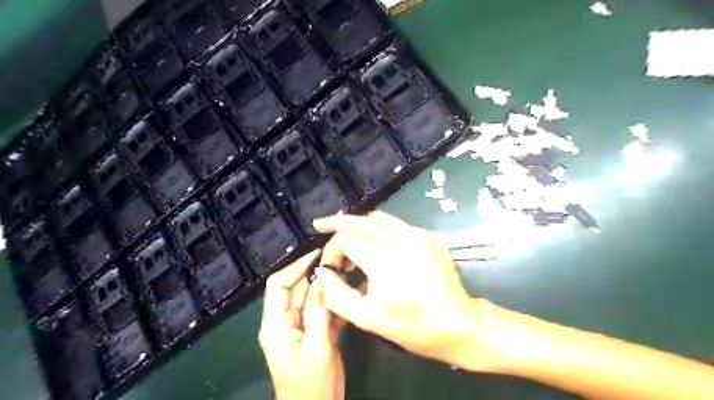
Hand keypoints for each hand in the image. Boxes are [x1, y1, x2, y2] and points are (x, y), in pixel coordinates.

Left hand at [261, 250, 345, 399]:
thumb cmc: (312, 384)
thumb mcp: (317, 346)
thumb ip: (318, 311)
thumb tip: (320, 278)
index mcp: (276, 324)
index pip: (278, 285)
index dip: (295, 266)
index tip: (318, 255)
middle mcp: (284, 322)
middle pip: (296, 289)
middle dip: (315, 276)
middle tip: (339, 264)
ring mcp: (298, 328)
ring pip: (310, 299)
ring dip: (326, 289)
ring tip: (347, 276)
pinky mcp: (311, 334)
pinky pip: (320, 312)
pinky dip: (332, 304)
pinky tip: (348, 297)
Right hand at [315, 213, 503, 371]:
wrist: (459, 324)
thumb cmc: (412, 326)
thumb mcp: (367, 318)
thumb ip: (336, 294)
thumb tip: (323, 272)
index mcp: (385, 260)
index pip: (346, 237)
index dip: (332, 248)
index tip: (331, 266)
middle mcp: (402, 239)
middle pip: (361, 220)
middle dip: (338, 223)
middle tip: (321, 224)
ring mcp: (419, 235)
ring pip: (380, 218)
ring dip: (359, 224)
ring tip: (346, 235)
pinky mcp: (430, 236)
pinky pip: (398, 226)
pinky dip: (380, 230)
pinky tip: (376, 244)